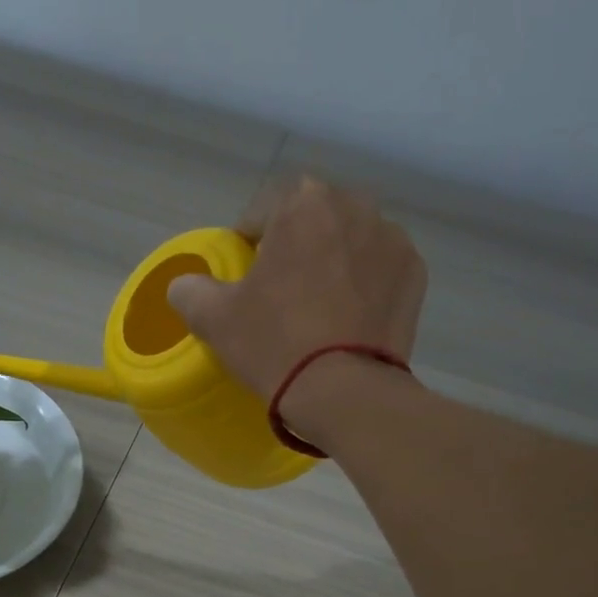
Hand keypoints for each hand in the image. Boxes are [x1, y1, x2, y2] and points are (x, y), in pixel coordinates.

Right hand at [166, 176, 425, 417]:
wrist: (344, 392)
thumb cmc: (275, 345)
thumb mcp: (215, 320)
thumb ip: (191, 291)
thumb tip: (183, 286)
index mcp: (303, 204)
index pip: (265, 209)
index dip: (249, 240)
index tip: (243, 274)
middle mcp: (354, 206)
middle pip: (313, 221)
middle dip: (295, 247)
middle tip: (281, 292)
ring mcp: (392, 239)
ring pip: (350, 242)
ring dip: (332, 263)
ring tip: (318, 308)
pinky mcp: (414, 274)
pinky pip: (379, 270)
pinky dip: (363, 286)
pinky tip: (349, 319)